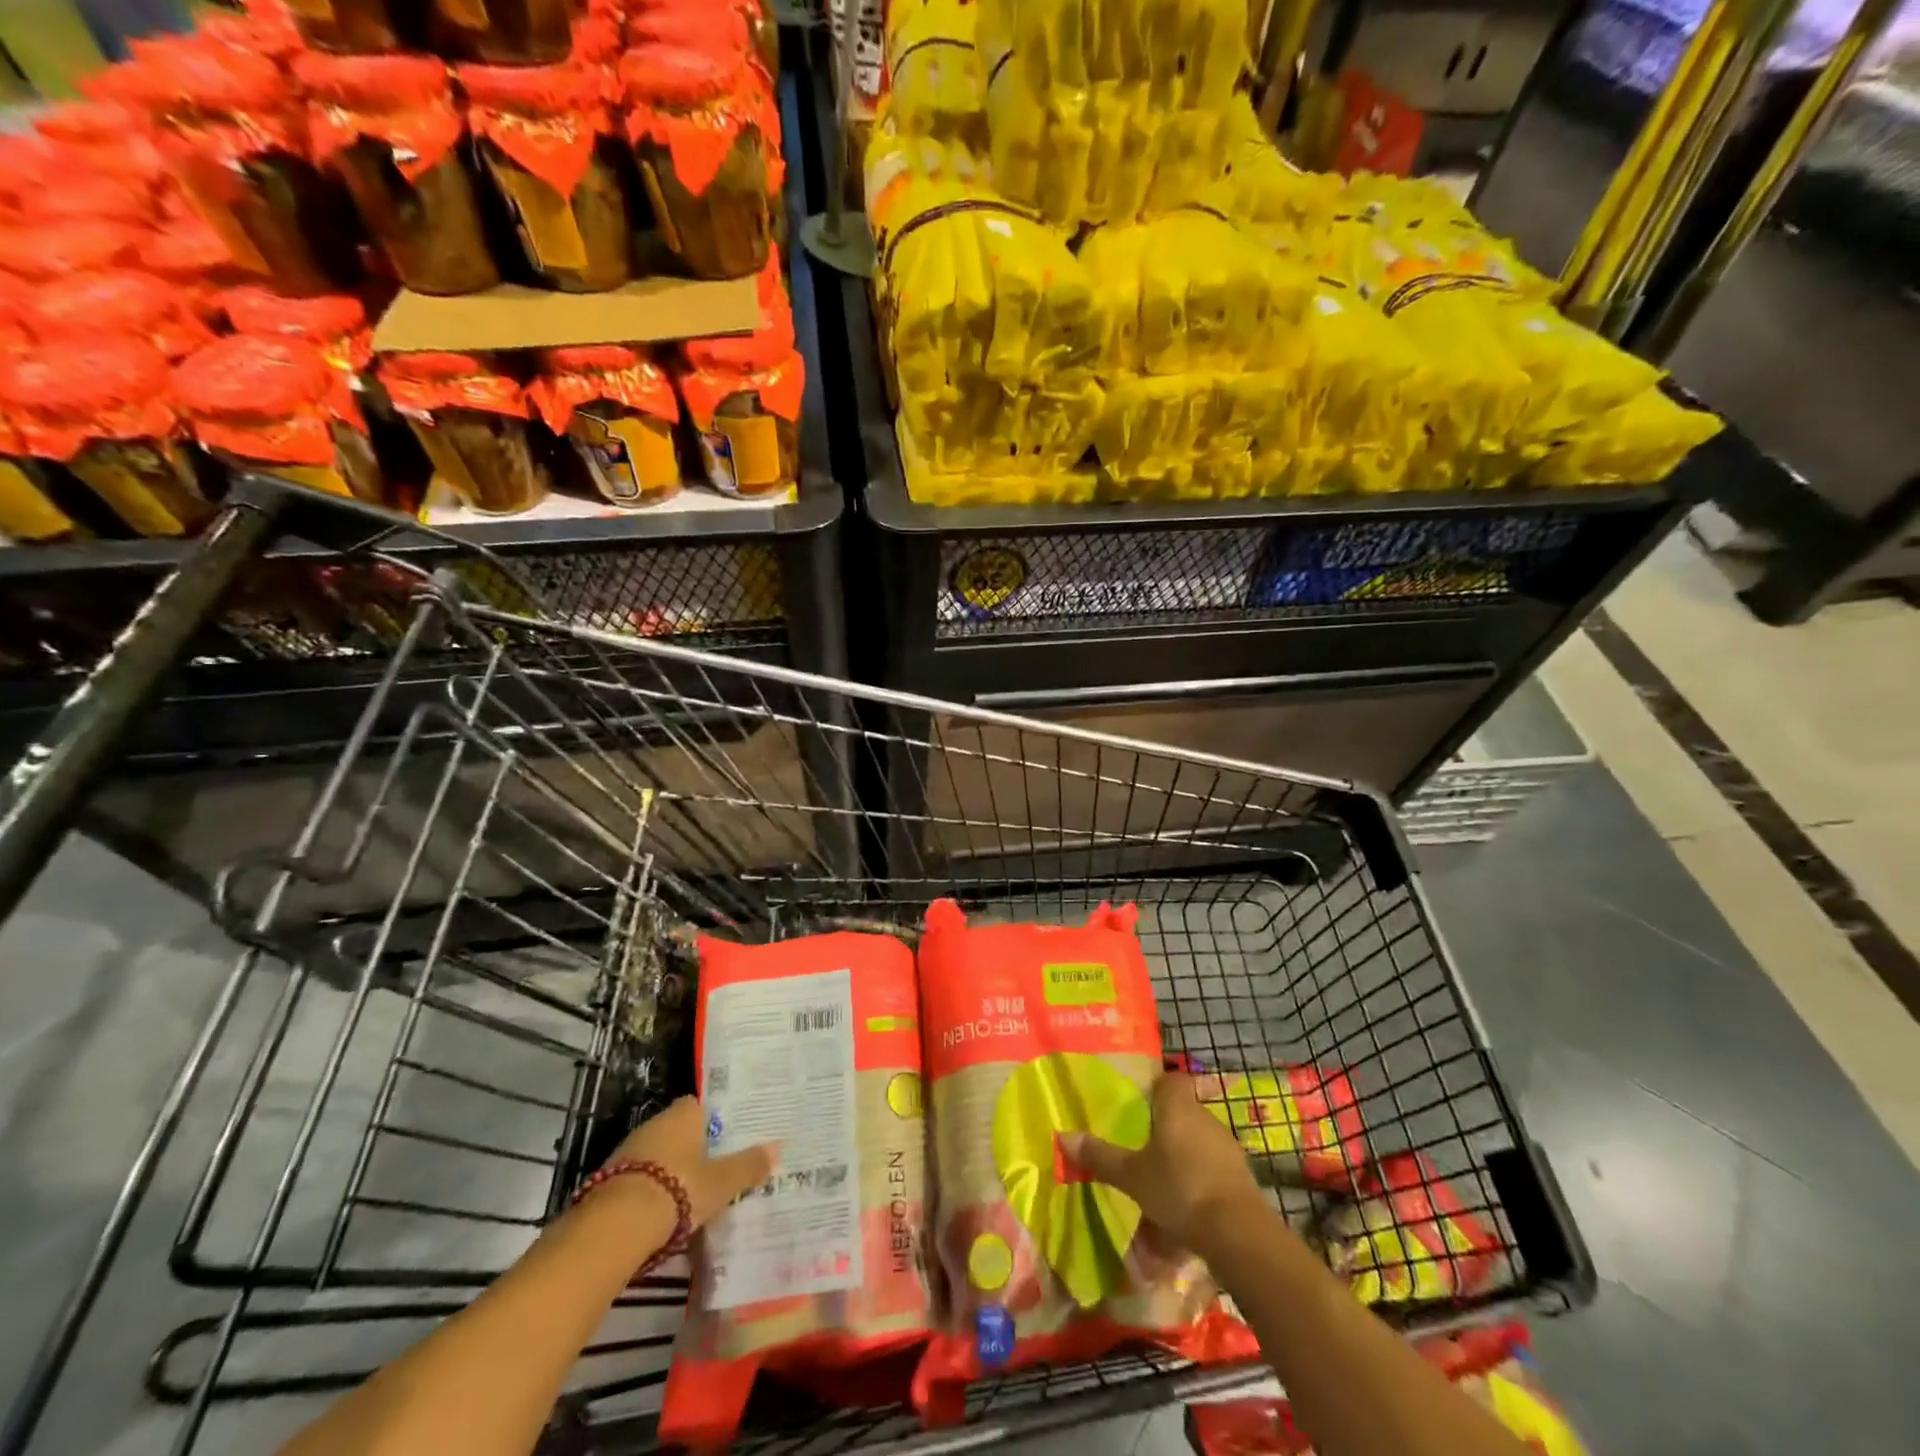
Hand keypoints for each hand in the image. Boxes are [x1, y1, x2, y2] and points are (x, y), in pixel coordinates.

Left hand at [604, 1096, 779, 1230]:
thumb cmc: (678, 1190)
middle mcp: (654, 1124)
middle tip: (712, 1171)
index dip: (712, 1122)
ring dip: (668, 1172)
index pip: (700, 1106)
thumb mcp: (722, 1182)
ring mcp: (628, 1150)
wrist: (615, 1225)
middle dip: (691, 1150)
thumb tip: (778, 1147)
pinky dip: (648, 1192)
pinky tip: (659, 1215)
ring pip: (656, 1156)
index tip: (725, 1141)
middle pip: (678, 1131)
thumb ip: (749, 1165)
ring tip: (688, 1197)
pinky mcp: (607, 1180)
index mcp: (684, 1115)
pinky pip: (637, 1179)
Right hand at [1062, 1073, 1263, 1251]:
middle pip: (1183, 1113)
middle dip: (1165, 1130)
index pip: (1171, 1080)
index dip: (1157, 1088)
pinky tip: (1185, 1211)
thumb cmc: (1178, 1188)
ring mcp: (1227, 1148)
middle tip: (1142, 1150)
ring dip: (1183, 1159)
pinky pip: (1213, 1172)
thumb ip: (1100, 1156)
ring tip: (1161, 1186)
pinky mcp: (1241, 1178)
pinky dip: (1199, 1184)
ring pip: (1198, 1144)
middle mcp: (1205, 1119)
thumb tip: (1063, 1136)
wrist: (1237, 1233)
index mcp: (1178, 1107)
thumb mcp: (1131, 1175)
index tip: (1140, 1104)